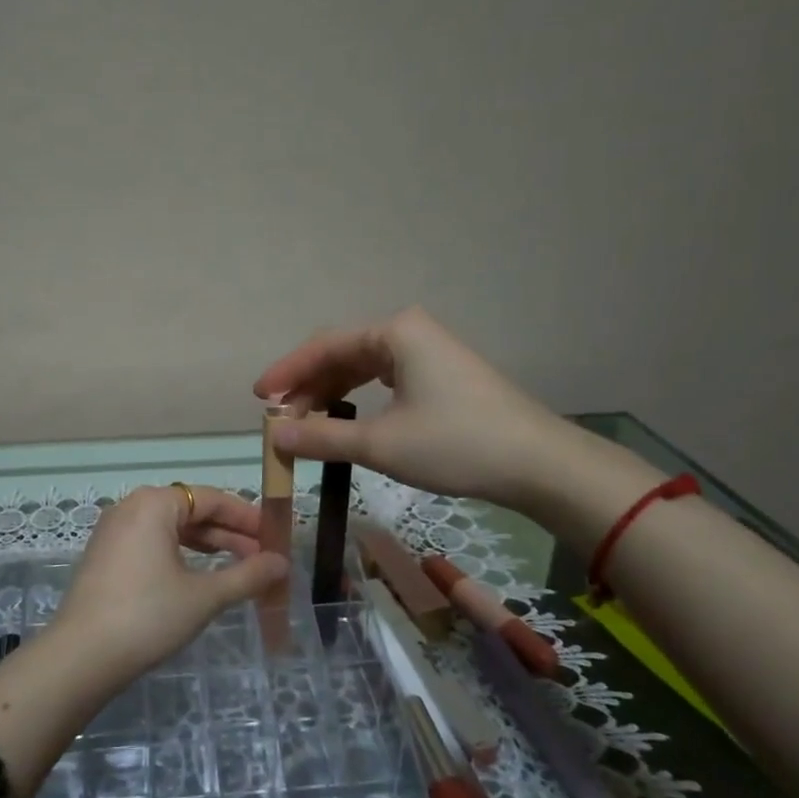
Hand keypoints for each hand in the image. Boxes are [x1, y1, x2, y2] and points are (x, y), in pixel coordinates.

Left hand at [47, 485, 287, 692]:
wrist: (81, 657)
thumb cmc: (148, 616)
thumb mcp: (204, 596)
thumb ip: (247, 576)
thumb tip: (282, 563)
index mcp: (154, 503)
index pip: (211, 499)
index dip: (247, 517)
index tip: (277, 537)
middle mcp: (131, 507)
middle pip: (191, 510)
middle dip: (229, 534)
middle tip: (263, 558)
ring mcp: (114, 531)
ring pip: (171, 528)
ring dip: (207, 546)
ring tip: (238, 568)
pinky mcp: (105, 556)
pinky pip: (152, 543)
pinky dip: (180, 555)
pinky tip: (199, 577)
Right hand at [253, 306, 574, 508]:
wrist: (539, 465)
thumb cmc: (456, 444)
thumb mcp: (380, 443)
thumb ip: (321, 436)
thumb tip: (274, 437)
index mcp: (394, 332)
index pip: (324, 345)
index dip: (287, 372)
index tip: (259, 399)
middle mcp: (409, 333)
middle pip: (342, 354)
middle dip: (308, 387)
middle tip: (282, 420)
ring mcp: (428, 353)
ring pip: (363, 368)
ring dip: (331, 395)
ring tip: (306, 425)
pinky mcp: (441, 377)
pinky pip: (384, 380)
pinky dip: (358, 401)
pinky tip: (347, 421)